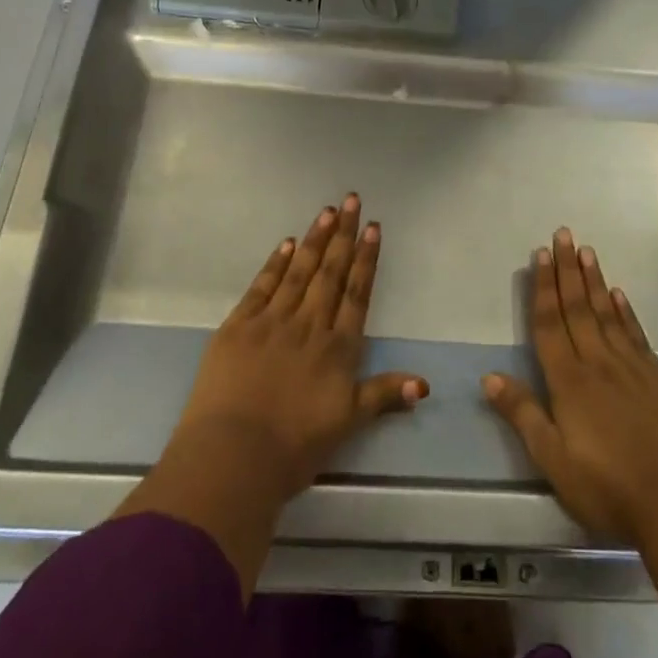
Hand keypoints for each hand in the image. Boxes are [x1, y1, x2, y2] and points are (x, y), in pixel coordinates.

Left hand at [178, 193, 426, 499]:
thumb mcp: (347, 424)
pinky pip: (262, 286)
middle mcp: (309, 325)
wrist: (233, 456)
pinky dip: (276, 263)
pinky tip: (287, 244)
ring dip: (315, 240)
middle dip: (343, 235)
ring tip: (327, 211)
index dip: (366, 259)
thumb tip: (424, 384)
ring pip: (299, 272)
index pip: (356, 294)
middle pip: (330, 273)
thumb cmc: (294, 447)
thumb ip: (383, 395)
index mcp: (338, 348)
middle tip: (352, 200)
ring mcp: (272, 321)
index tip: (372, 228)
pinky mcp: (238, 326)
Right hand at [482, 227, 657, 636]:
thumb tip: (489, 377)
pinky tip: (619, 295)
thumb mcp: (554, 461)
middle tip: (563, 234)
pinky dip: (625, 311)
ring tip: (586, 251)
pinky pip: (635, 334)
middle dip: (567, 270)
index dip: (542, 288)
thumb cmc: (608, 488)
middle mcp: (598, 363)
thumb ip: (523, 415)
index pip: (550, 324)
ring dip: (594, 280)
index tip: (540, 254)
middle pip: (578, 308)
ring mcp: (632, 368)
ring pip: (607, 313)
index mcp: (569, 382)